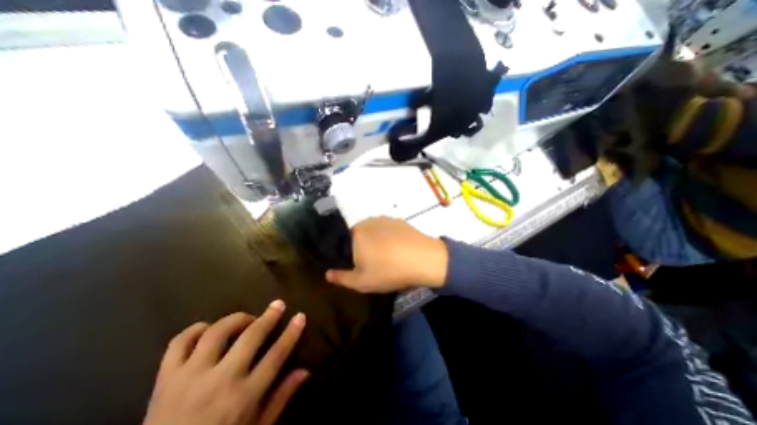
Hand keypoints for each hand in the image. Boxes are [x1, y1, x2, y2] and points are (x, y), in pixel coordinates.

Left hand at [141, 300, 306, 424]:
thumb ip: (281, 398)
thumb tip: (305, 371)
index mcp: (243, 398)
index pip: (276, 355)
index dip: (291, 333)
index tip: (300, 316)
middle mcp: (219, 382)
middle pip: (251, 337)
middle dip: (269, 316)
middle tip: (278, 304)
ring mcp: (189, 378)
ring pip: (217, 332)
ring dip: (236, 319)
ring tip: (246, 319)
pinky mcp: (164, 380)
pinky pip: (178, 343)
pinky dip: (195, 330)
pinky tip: (207, 329)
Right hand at [323, 217, 444, 293]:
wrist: (424, 259)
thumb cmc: (389, 270)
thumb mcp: (362, 282)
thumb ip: (341, 278)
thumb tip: (327, 273)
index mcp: (357, 233)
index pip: (344, 241)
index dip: (350, 254)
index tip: (359, 265)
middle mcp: (369, 221)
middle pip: (359, 235)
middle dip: (363, 247)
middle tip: (374, 263)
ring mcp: (386, 219)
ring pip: (374, 231)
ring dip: (376, 242)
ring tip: (388, 256)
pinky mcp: (400, 220)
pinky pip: (388, 229)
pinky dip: (389, 237)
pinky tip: (398, 248)